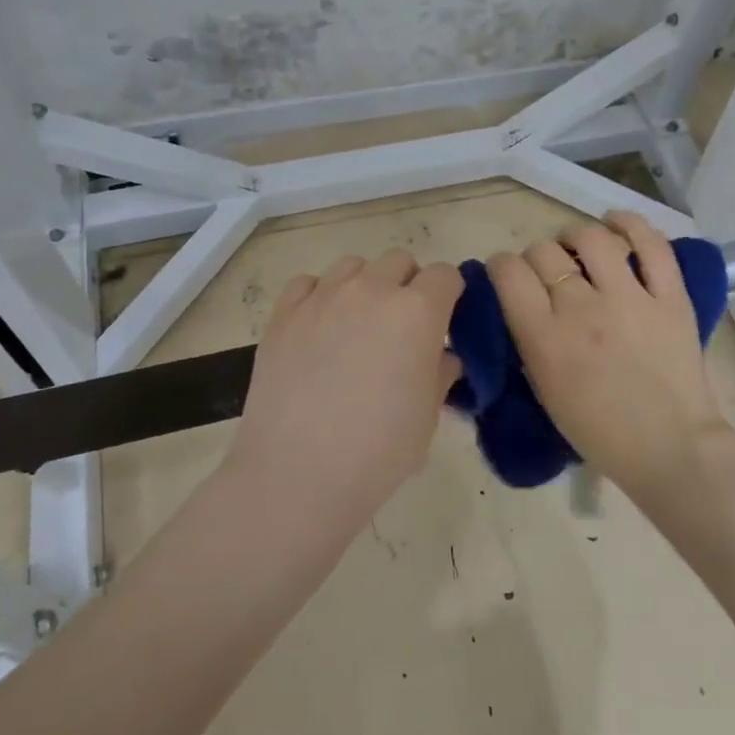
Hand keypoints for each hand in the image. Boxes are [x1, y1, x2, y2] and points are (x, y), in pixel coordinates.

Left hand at [230, 249, 463, 498]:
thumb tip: (441, 356)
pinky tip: (319, 327)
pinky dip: (320, 295)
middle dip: (409, 284)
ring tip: (359, 324)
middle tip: (403, 326)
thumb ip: (440, 373)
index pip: (445, 275)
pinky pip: (308, 283)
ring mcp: (323, 297)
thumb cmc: (378, 450)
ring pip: (353, 265)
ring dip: (366, 285)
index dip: (449, 294)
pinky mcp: (284, 313)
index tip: (445, 320)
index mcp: (417, 311)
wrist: (298, 473)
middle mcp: (372, 290)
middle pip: (400, 261)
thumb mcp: (428, 416)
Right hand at [487, 212, 729, 491]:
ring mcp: (630, 298)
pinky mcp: (671, 296)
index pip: (508, 272)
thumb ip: (529, 342)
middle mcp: (582, 308)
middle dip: (537, 257)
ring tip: (579, 250)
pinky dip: (630, 224)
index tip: (509, 276)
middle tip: (548, 274)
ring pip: (591, 238)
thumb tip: (523, 304)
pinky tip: (616, 222)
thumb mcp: (545, 391)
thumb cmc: (599, 433)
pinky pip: (651, 244)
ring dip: (576, 238)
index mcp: (545, 338)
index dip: (502, 267)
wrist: (669, 449)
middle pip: (544, 252)